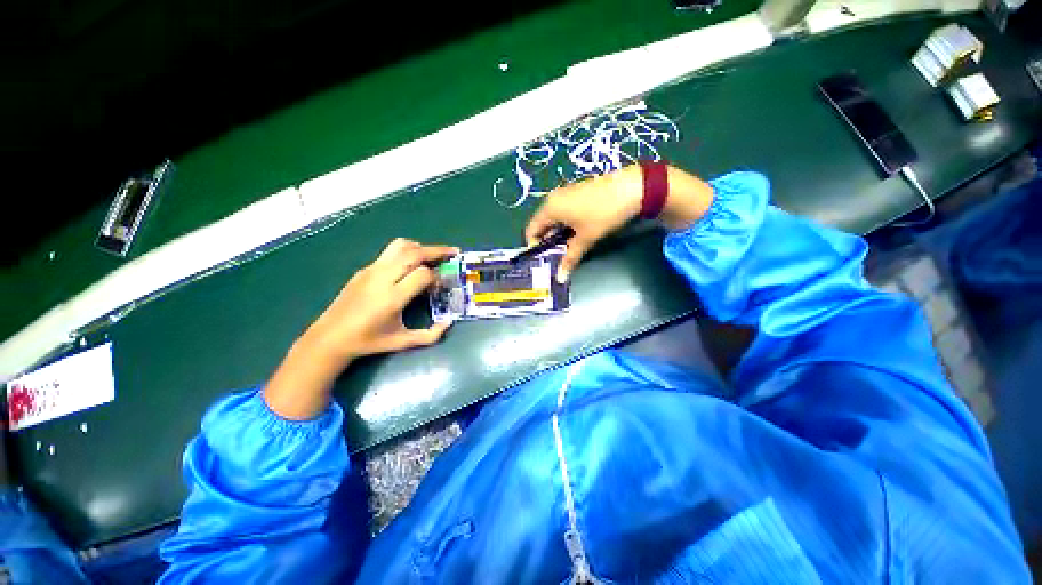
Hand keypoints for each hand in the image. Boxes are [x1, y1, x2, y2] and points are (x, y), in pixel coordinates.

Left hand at [306, 238, 458, 361]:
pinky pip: (389, 252)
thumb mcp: (402, 342)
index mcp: (392, 297)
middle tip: (453, 252)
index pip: (423, 274)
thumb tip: (449, 323)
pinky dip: (407, 251)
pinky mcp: (364, 269)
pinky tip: (411, 264)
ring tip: (433, 255)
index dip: (437, 277)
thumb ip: (430, 335)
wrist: (330, 337)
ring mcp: (371, 270)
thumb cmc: (369, 341)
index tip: (441, 285)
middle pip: (414, 253)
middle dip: (437, 251)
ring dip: (420, 247)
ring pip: (400, 246)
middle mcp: (382, 278)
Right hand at [524, 167, 642, 282]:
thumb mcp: (585, 239)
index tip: (548, 258)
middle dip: (549, 242)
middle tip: (561, 255)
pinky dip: (567, 224)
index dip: (536, 247)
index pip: (531, 230)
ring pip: (554, 219)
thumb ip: (569, 258)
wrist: (632, 188)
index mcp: (549, 208)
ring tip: (573, 245)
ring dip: (559, 234)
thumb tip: (560, 277)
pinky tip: (581, 231)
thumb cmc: (603, 214)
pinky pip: (564, 211)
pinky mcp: (576, 191)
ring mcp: (565, 193)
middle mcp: (553, 199)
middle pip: (542, 224)